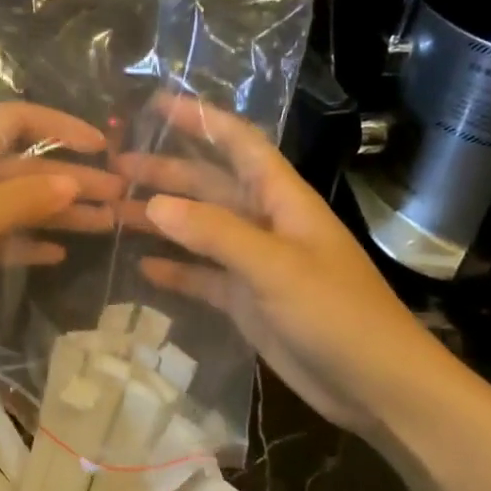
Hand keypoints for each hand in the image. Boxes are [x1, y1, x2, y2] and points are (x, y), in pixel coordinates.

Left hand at [0, 103, 117, 359]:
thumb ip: (25, 198)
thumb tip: (74, 182)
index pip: (17, 120)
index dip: (63, 128)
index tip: (105, 146)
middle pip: (21, 166)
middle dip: (70, 180)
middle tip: (121, 196)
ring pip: (12, 203)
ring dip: (55, 213)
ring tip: (106, 224)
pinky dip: (24, 241)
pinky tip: (59, 252)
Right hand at [130, 96, 450, 433]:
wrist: (376, 387)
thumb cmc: (336, 313)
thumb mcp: (275, 267)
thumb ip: (215, 233)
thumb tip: (154, 202)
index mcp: (282, 199)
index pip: (239, 143)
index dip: (201, 119)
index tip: (156, 103)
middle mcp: (265, 223)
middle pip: (209, 185)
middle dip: (166, 172)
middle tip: (115, 167)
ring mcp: (255, 264)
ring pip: (200, 231)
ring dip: (162, 220)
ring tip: (114, 211)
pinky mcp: (247, 301)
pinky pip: (202, 276)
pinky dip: (175, 270)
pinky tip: (142, 267)